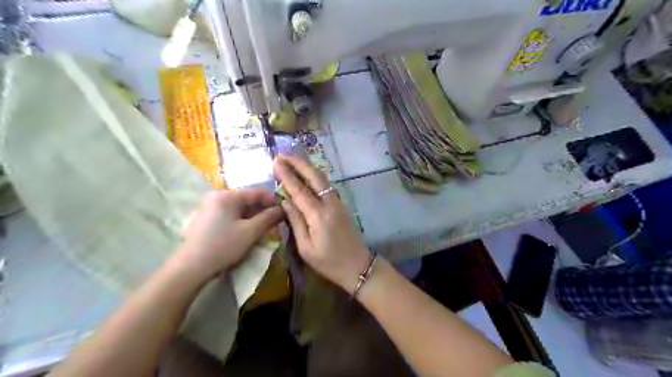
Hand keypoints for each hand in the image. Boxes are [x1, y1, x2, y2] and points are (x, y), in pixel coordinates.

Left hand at [175, 190, 281, 278]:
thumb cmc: (223, 246)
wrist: (191, 267)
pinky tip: (248, 231)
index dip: (274, 200)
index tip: (286, 210)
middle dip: (263, 210)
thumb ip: (269, 217)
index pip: (257, 192)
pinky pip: (230, 214)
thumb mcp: (251, 232)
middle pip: (247, 199)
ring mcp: (209, 206)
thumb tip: (283, 209)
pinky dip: (241, 220)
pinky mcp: (205, 218)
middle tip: (276, 222)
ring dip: (253, 216)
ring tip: (265, 228)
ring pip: (239, 208)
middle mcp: (217, 196)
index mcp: (227, 195)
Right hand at [273, 154, 369, 292]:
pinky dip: (315, 176)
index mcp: (318, 216)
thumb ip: (295, 222)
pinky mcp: (340, 205)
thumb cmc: (329, 262)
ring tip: (292, 160)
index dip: (287, 175)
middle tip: (282, 155)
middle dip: (298, 163)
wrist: (358, 266)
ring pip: (322, 179)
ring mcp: (337, 203)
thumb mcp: (306, 248)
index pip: (299, 190)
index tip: (276, 161)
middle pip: (314, 177)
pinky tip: (307, 174)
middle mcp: (329, 204)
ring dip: (307, 167)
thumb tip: (284, 201)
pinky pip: (326, 185)